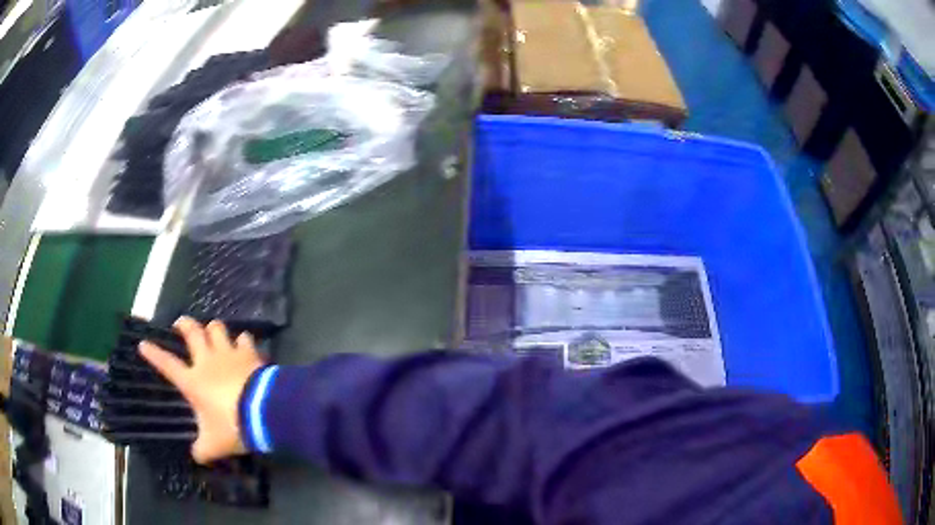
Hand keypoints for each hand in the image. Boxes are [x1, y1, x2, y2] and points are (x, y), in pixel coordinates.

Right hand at [139, 317, 264, 463]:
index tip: (143, 343)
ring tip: (212, 331)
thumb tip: (196, 456)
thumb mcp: (213, 445)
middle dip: (184, 324)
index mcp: (193, 381)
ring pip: (217, 328)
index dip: (154, 354)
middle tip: (181, 323)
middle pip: (192, 332)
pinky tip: (243, 343)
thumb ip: (202, 450)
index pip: (167, 365)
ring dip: (213, 328)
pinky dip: (242, 340)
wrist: (264, 412)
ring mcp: (228, 354)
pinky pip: (244, 338)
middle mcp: (207, 361)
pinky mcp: (249, 353)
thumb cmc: (232, 427)